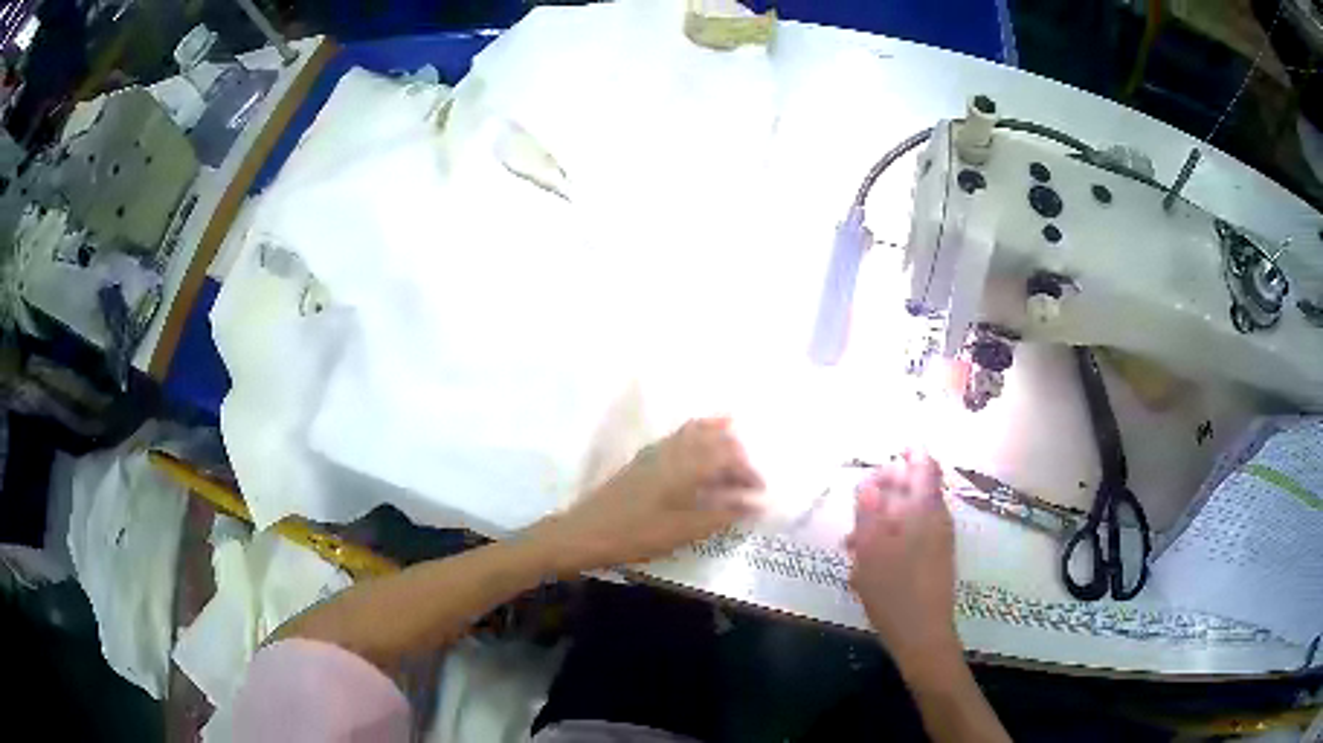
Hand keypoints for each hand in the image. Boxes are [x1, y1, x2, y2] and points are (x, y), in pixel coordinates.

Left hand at [537, 418, 763, 573]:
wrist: (584, 532)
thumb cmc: (637, 534)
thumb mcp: (684, 530)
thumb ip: (722, 514)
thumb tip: (757, 503)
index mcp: (687, 464)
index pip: (729, 456)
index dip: (749, 471)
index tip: (760, 492)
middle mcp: (674, 449)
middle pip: (715, 439)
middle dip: (738, 455)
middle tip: (749, 480)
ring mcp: (656, 450)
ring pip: (696, 432)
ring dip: (719, 441)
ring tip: (735, 457)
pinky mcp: (644, 459)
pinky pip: (679, 437)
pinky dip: (698, 436)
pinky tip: (701, 452)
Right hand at [847, 450, 958, 664]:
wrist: (923, 636)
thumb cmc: (894, 590)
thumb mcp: (871, 550)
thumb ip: (869, 512)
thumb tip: (869, 483)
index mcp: (925, 509)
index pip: (924, 464)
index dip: (907, 454)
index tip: (882, 460)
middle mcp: (937, 519)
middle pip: (916, 488)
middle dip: (887, 489)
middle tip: (859, 503)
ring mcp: (939, 541)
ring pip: (911, 514)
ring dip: (884, 517)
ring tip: (853, 541)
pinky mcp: (934, 561)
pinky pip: (912, 535)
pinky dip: (891, 537)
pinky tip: (867, 562)